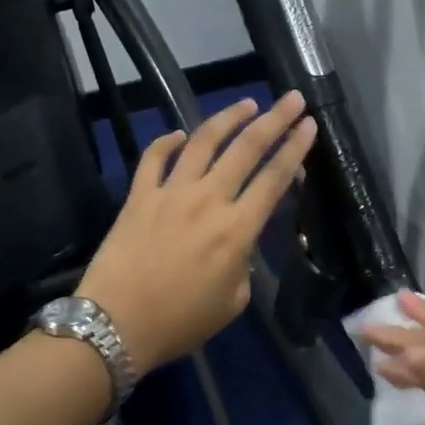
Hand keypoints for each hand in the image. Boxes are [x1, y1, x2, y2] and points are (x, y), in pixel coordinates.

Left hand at [77, 92, 316, 372]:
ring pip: (203, 141)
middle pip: (247, 148)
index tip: (309, 124)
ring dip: (228, 118)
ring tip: (246, 103)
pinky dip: (168, 141)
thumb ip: (244, 263)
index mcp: (237, 230)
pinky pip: (154, 158)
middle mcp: (208, 200)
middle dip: (274, 119)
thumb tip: (239, 241)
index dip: (295, 149)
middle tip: (292, 99)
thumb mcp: (233, 301)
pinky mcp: (139, 196)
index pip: (274, 178)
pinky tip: (181, 134)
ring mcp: (170, 193)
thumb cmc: (181, 322)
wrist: (115, 325)